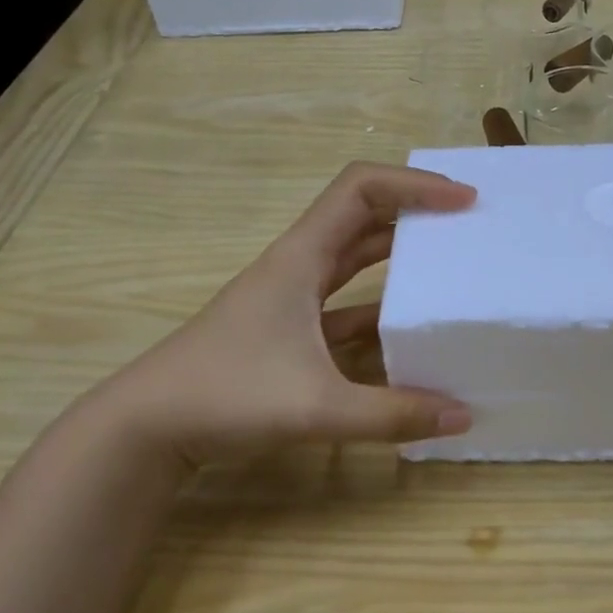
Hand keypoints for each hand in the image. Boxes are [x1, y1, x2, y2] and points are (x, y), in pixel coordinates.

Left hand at [89, 161, 476, 470]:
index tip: (462, 202)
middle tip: (466, 227)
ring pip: (353, 259)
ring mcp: (290, 299)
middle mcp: (297, 266)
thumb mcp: (315, 407)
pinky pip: (344, 304)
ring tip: (448, 265)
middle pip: (362, 215)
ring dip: (397, 255)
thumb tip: (462, 418)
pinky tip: (407, 331)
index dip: (413, 184)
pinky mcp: (288, 331)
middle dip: (414, 212)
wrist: (145, 427)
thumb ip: (392, 414)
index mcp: (301, 257)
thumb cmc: (224, 395)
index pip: (360, 189)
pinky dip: (378, 307)